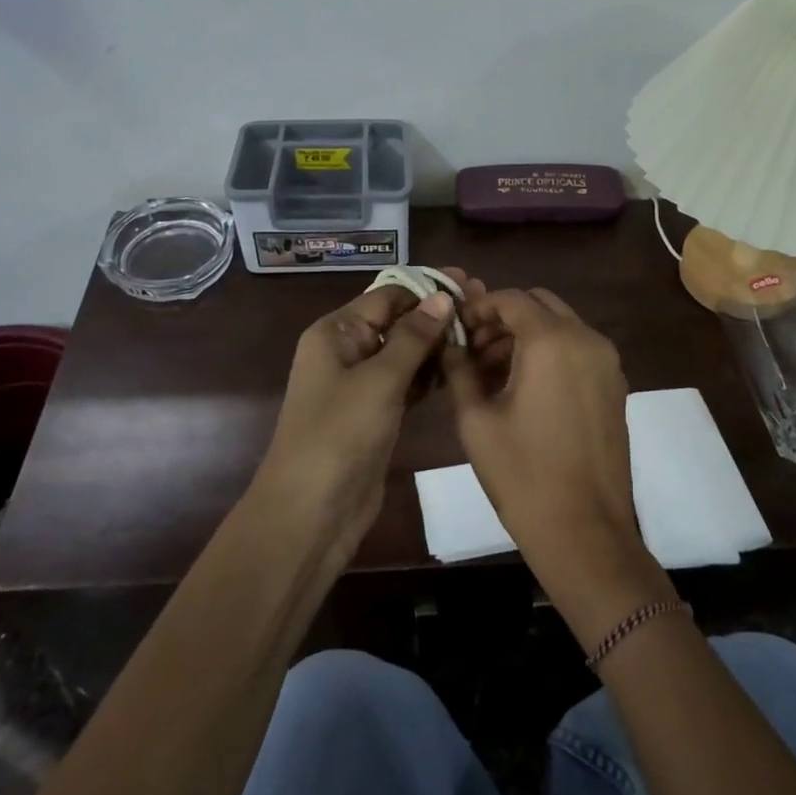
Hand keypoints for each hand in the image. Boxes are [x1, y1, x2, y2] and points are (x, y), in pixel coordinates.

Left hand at [259, 271, 469, 545]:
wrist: (312, 512)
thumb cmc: (340, 434)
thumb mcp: (379, 379)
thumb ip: (413, 337)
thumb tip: (443, 297)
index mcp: (335, 332)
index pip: (386, 296)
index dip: (426, 287)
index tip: (469, 282)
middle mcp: (346, 351)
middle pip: (396, 321)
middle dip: (436, 314)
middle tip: (483, 306)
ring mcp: (361, 385)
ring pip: (404, 352)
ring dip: (437, 343)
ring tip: (481, 333)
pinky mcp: (376, 413)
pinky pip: (407, 382)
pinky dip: (430, 374)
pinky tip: (462, 367)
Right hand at [443, 289, 664, 617]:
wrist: (584, 531)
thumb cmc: (522, 475)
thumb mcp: (476, 420)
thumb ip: (459, 369)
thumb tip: (447, 343)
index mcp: (551, 341)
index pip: (511, 298)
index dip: (479, 307)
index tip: (456, 330)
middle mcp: (586, 339)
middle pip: (540, 305)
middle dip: (503, 318)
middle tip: (472, 350)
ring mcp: (607, 362)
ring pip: (560, 326)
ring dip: (526, 335)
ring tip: (490, 372)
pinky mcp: (614, 385)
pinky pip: (578, 350)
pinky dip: (549, 352)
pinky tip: (523, 387)